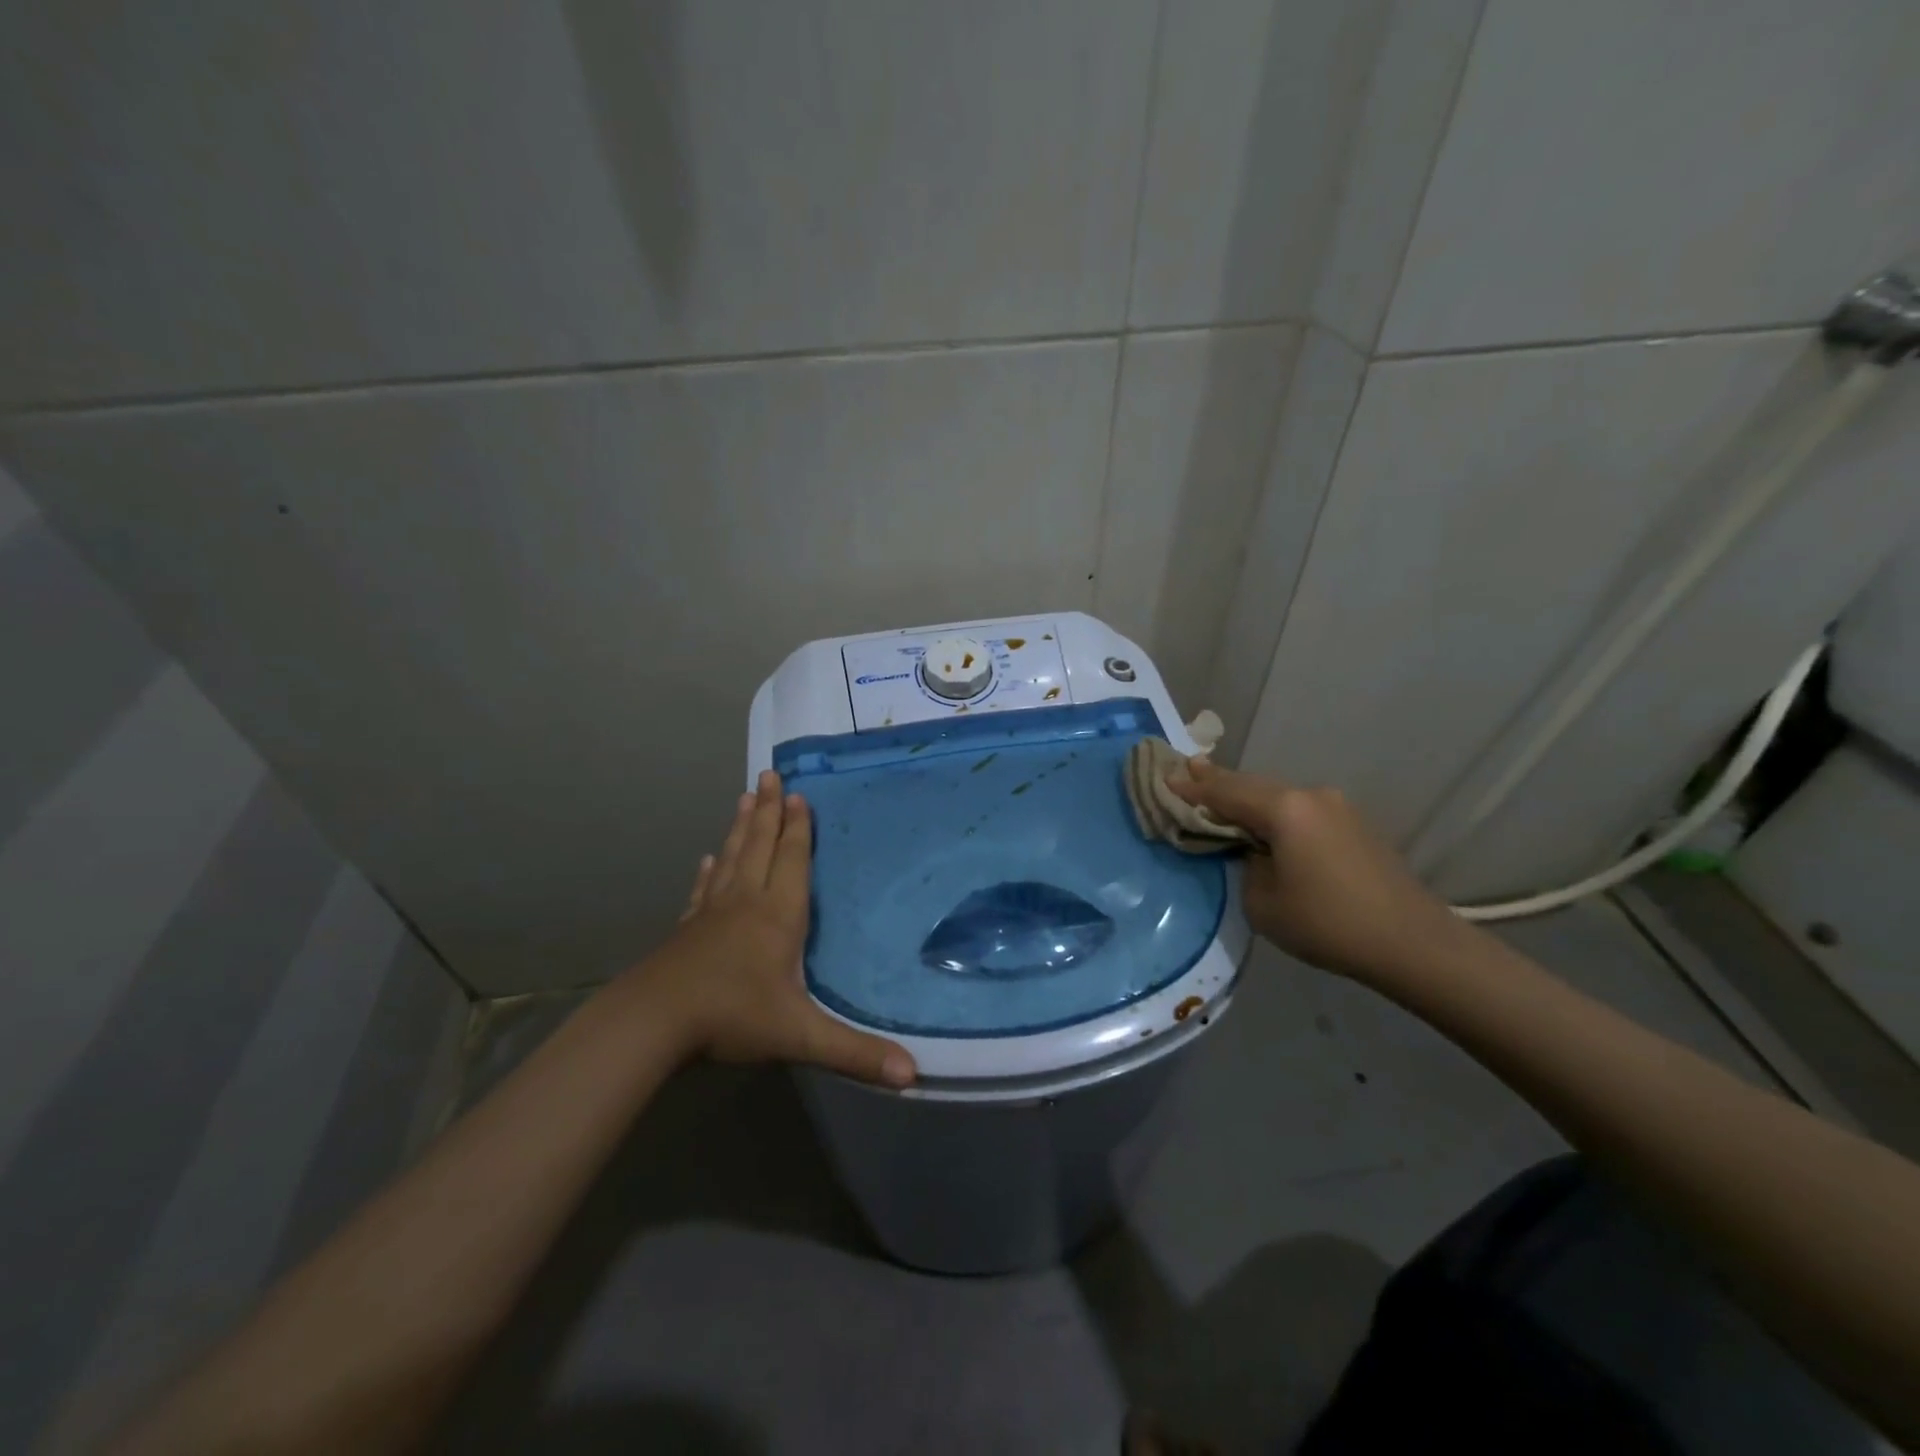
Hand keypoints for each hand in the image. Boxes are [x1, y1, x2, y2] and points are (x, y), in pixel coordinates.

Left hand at [643, 770, 916, 1087]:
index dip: (798, 828)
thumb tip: (913, 1075)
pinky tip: (707, 860)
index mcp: (777, 916)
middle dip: (768, 810)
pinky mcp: (687, 929)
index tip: (798, 794)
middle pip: (759, 846)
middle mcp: (745, 903)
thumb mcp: (799, 1036)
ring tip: (745, 797)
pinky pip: (702, 890)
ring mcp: (711, 913)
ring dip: (740, 827)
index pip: (791, 860)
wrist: (653, 1022)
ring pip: (731, 859)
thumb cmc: (732, 1017)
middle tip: (769, 773)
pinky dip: (708, 871)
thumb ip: (855, 1052)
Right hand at [1167, 757, 1467, 981]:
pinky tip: (1264, 823)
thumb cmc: (1327, 923)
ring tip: (1219, 794)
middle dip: (1218, 782)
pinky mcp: (1354, 826)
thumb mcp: (1263, 902)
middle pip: (1252, 785)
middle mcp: (1311, 796)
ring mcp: (1337, 808)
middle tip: (1188, 772)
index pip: (1225, 792)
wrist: (1411, 942)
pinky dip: (1274, 813)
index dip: (1193, 787)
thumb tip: (1257, 853)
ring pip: (1278, 796)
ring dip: (1248, 798)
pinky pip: (1300, 811)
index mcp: (1285, 809)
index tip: (1166, 777)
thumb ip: (1247, 866)